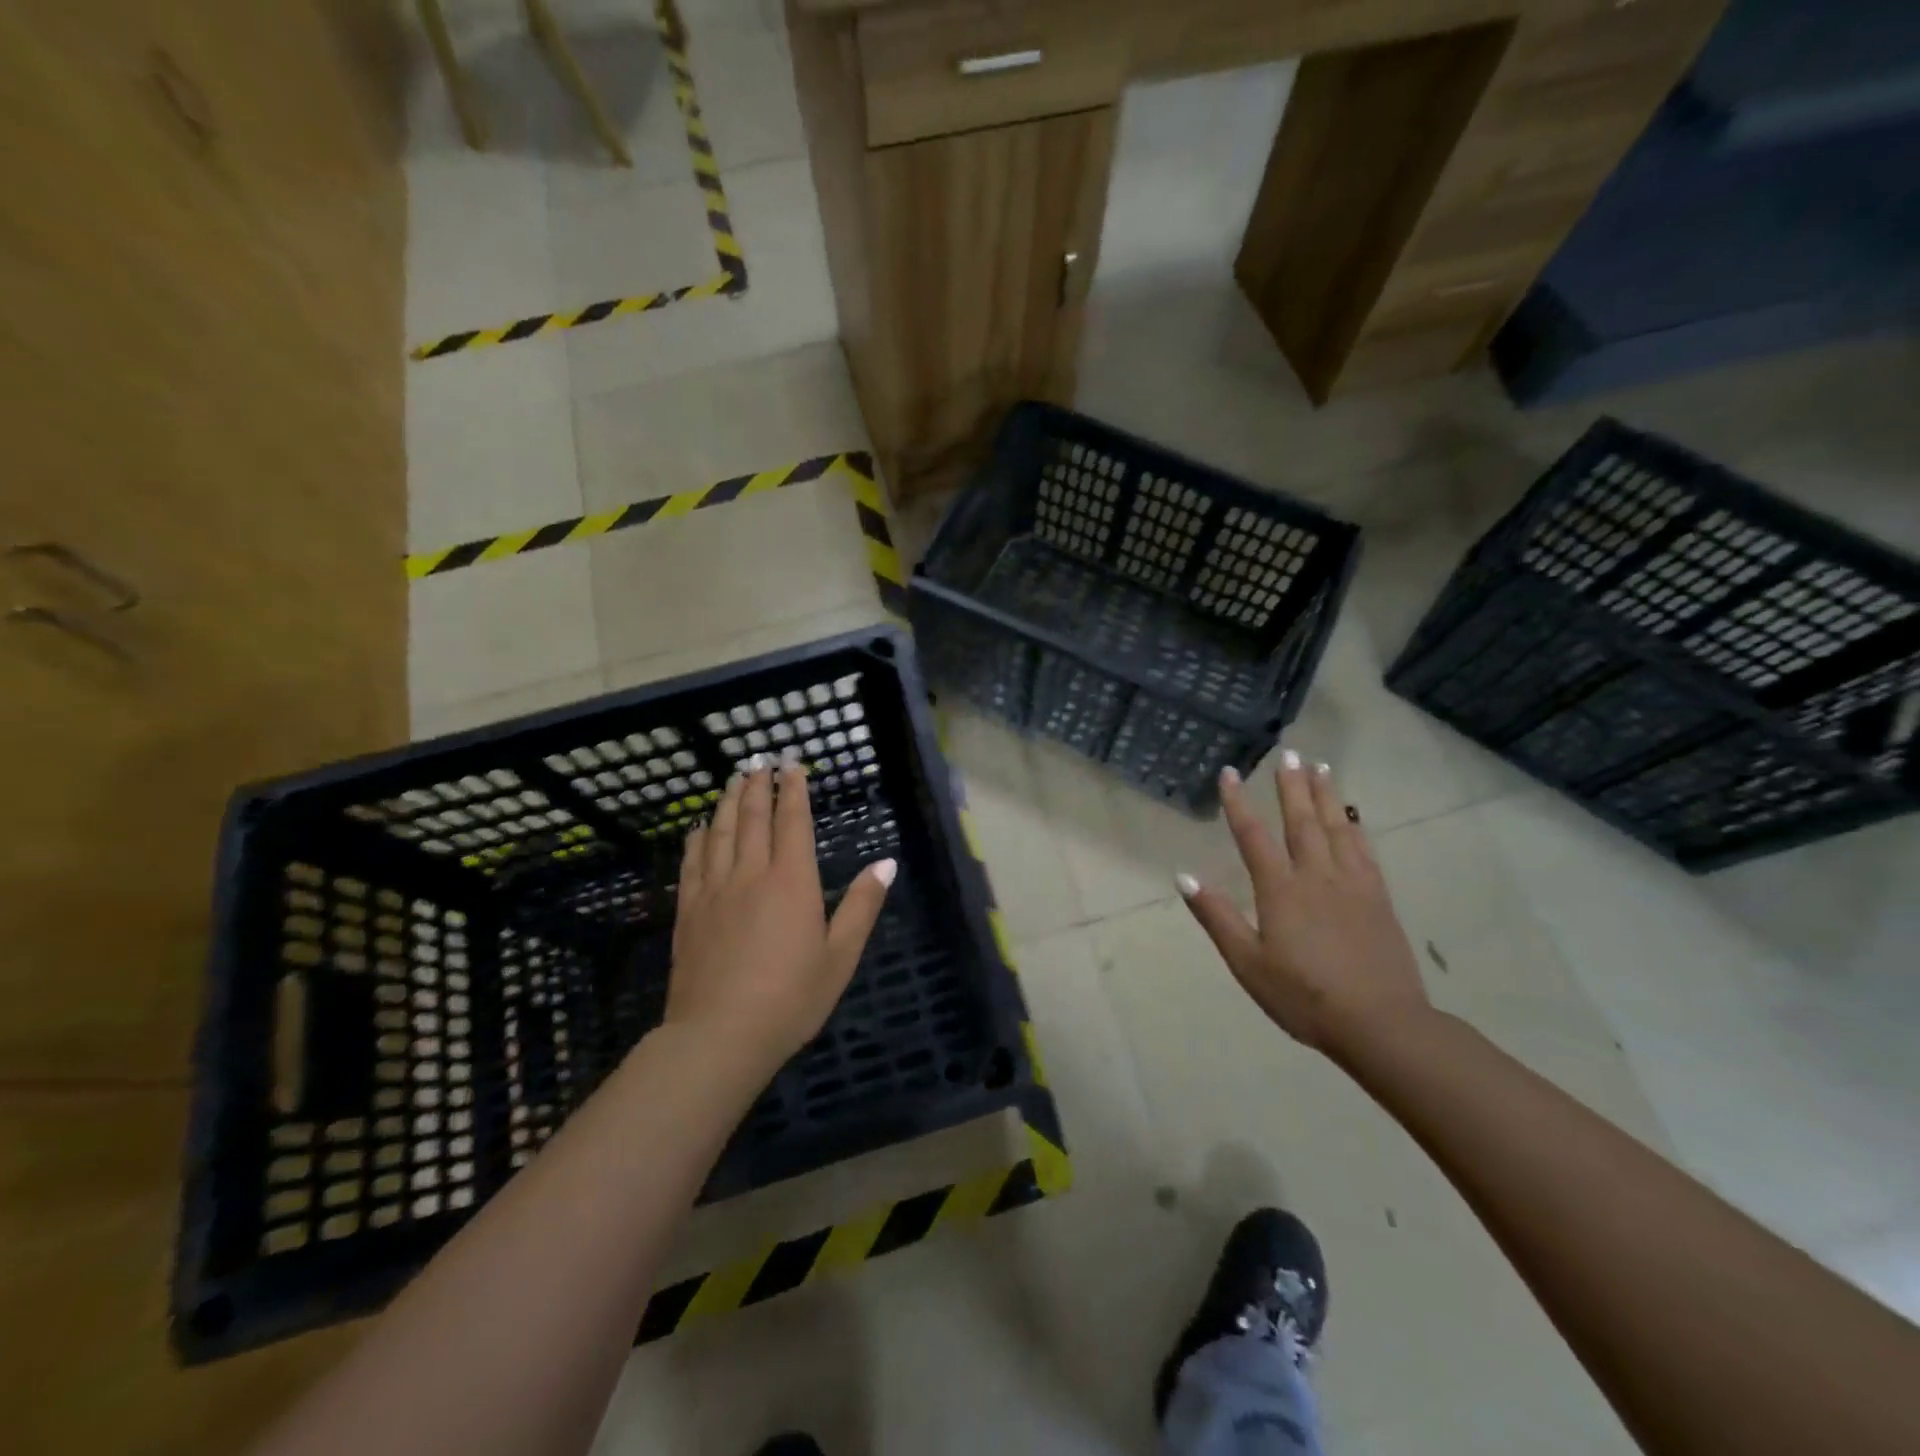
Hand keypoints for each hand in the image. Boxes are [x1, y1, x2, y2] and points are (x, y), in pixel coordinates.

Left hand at [667, 759, 895, 1076]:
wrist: (719, 1036)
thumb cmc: (791, 999)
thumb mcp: (840, 957)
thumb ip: (861, 906)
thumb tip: (886, 864)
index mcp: (792, 882)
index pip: (793, 822)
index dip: (794, 791)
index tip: (792, 764)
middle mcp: (751, 874)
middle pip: (753, 818)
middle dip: (759, 786)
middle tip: (760, 761)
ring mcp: (715, 890)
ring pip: (720, 832)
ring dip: (728, 802)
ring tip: (733, 779)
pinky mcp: (689, 911)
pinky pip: (692, 862)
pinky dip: (697, 838)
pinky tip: (699, 827)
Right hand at [1178, 753, 1429, 1056]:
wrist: (1381, 1024)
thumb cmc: (1304, 997)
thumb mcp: (1248, 963)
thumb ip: (1217, 917)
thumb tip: (1184, 877)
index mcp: (1281, 891)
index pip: (1253, 836)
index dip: (1238, 803)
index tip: (1229, 772)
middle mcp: (1316, 876)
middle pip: (1300, 821)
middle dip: (1291, 785)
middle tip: (1288, 752)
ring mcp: (1352, 884)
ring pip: (1336, 827)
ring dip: (1325, 794)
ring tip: (1319, 766)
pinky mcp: (1377, 897)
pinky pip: (1363, 849)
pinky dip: (1354, 825)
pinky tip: (1351, 814)